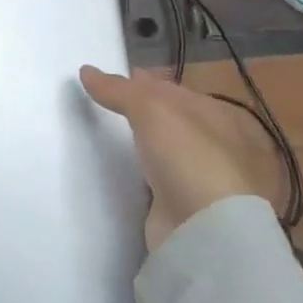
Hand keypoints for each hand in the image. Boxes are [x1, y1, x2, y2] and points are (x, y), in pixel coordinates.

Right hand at [80, 66, 275, 251]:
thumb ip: (119, 89)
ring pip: (162, 154)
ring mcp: (200, 181)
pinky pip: (154, 184)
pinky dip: (139, 177)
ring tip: (104, 137)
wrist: (205, 231)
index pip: (175, 91)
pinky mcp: (183, 210)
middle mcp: (213, 146)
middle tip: (103, 106)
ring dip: (140, 147)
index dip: (143, 82)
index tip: (110, 80)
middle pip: (169, 122)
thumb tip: (86, 71)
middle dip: (141, 114)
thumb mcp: (151, 109)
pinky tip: (118, 173)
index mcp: (216, 115)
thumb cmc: (188, 156)